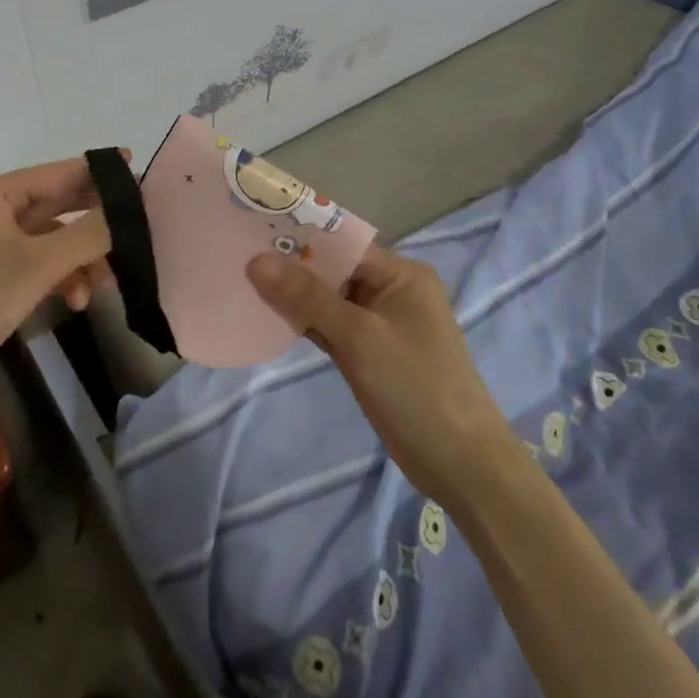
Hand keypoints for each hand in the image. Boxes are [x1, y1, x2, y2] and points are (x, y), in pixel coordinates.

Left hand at [0, 156, 114, 417]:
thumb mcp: (37, 266)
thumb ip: (88, 234)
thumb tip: (127, 210)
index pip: (58, 173)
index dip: (99, 173)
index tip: (139, 173)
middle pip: (55, 206)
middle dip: (93, 226)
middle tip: (137, 233)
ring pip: (48, 241)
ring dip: (77, 260)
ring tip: (103, 287)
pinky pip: (33, 265)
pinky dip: (56, 278)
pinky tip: (74, 301)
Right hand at [248, 246, 502, 497]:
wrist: (462, 466)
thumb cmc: (416, 388)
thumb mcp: (359, 338)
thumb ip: (306, 298)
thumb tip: (256, 260)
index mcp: (400, 274)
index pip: (340, 244)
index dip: (297, 238)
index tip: (250, 232)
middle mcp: (391, 291)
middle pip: (331, 270)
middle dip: (289, 267)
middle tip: (236, 256)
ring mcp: (380, 324)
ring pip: (327, 300)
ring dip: (293, 296)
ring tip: (242, 282)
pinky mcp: (370, 353)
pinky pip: (330, 327)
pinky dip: (304, 323)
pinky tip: (268, 317)